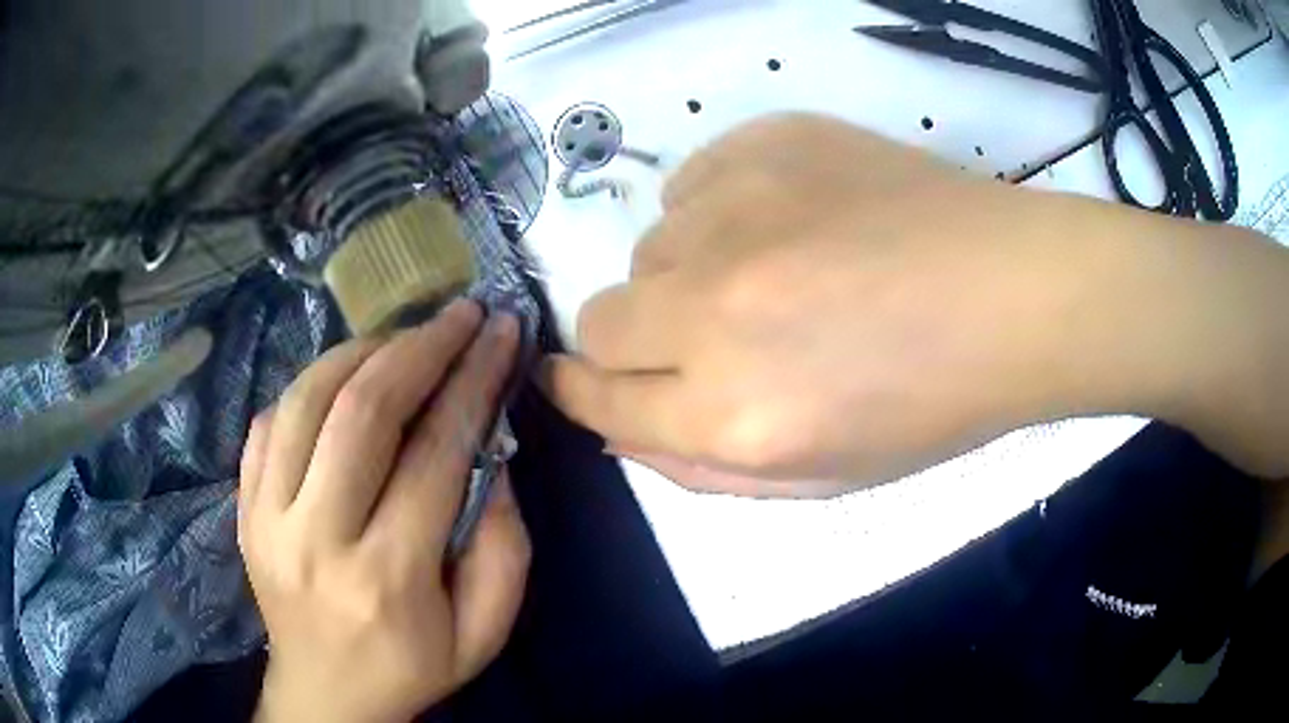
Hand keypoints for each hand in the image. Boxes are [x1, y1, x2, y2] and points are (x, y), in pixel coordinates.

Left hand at [239, 300, 529, 722]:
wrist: (324, 695)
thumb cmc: (410, 669)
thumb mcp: (484, 633)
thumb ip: (504, 548)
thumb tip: (490, 456)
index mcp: (387, 577)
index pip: (433, 454)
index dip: (472, 382)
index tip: (499, 333)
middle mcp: (316, 538)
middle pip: (361, 412)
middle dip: (418, 347)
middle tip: (457, 315)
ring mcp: (266, 518)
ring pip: (305, 401)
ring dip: (360, 352)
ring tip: (402, 339)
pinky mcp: (243, 508)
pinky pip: (268, 422)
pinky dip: (309, 385)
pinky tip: (343, 380)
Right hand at [540, 114, 1288, 495]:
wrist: (1015, 293)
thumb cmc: (933, 404)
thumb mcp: (820, 477)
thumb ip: (702, 466)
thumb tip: (618, 425)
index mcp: (735, 414)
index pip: (598, 397)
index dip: (576, 391)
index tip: (572, 381)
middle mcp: (715, 312)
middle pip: (599, 318)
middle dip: (629, 341)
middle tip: (698, 337)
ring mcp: (737, 214)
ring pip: (647, 248)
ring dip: (686, 274)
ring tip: (773, 275)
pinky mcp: (763, 145)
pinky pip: (689, 185)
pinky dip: (717, 214)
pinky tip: (786, 223)